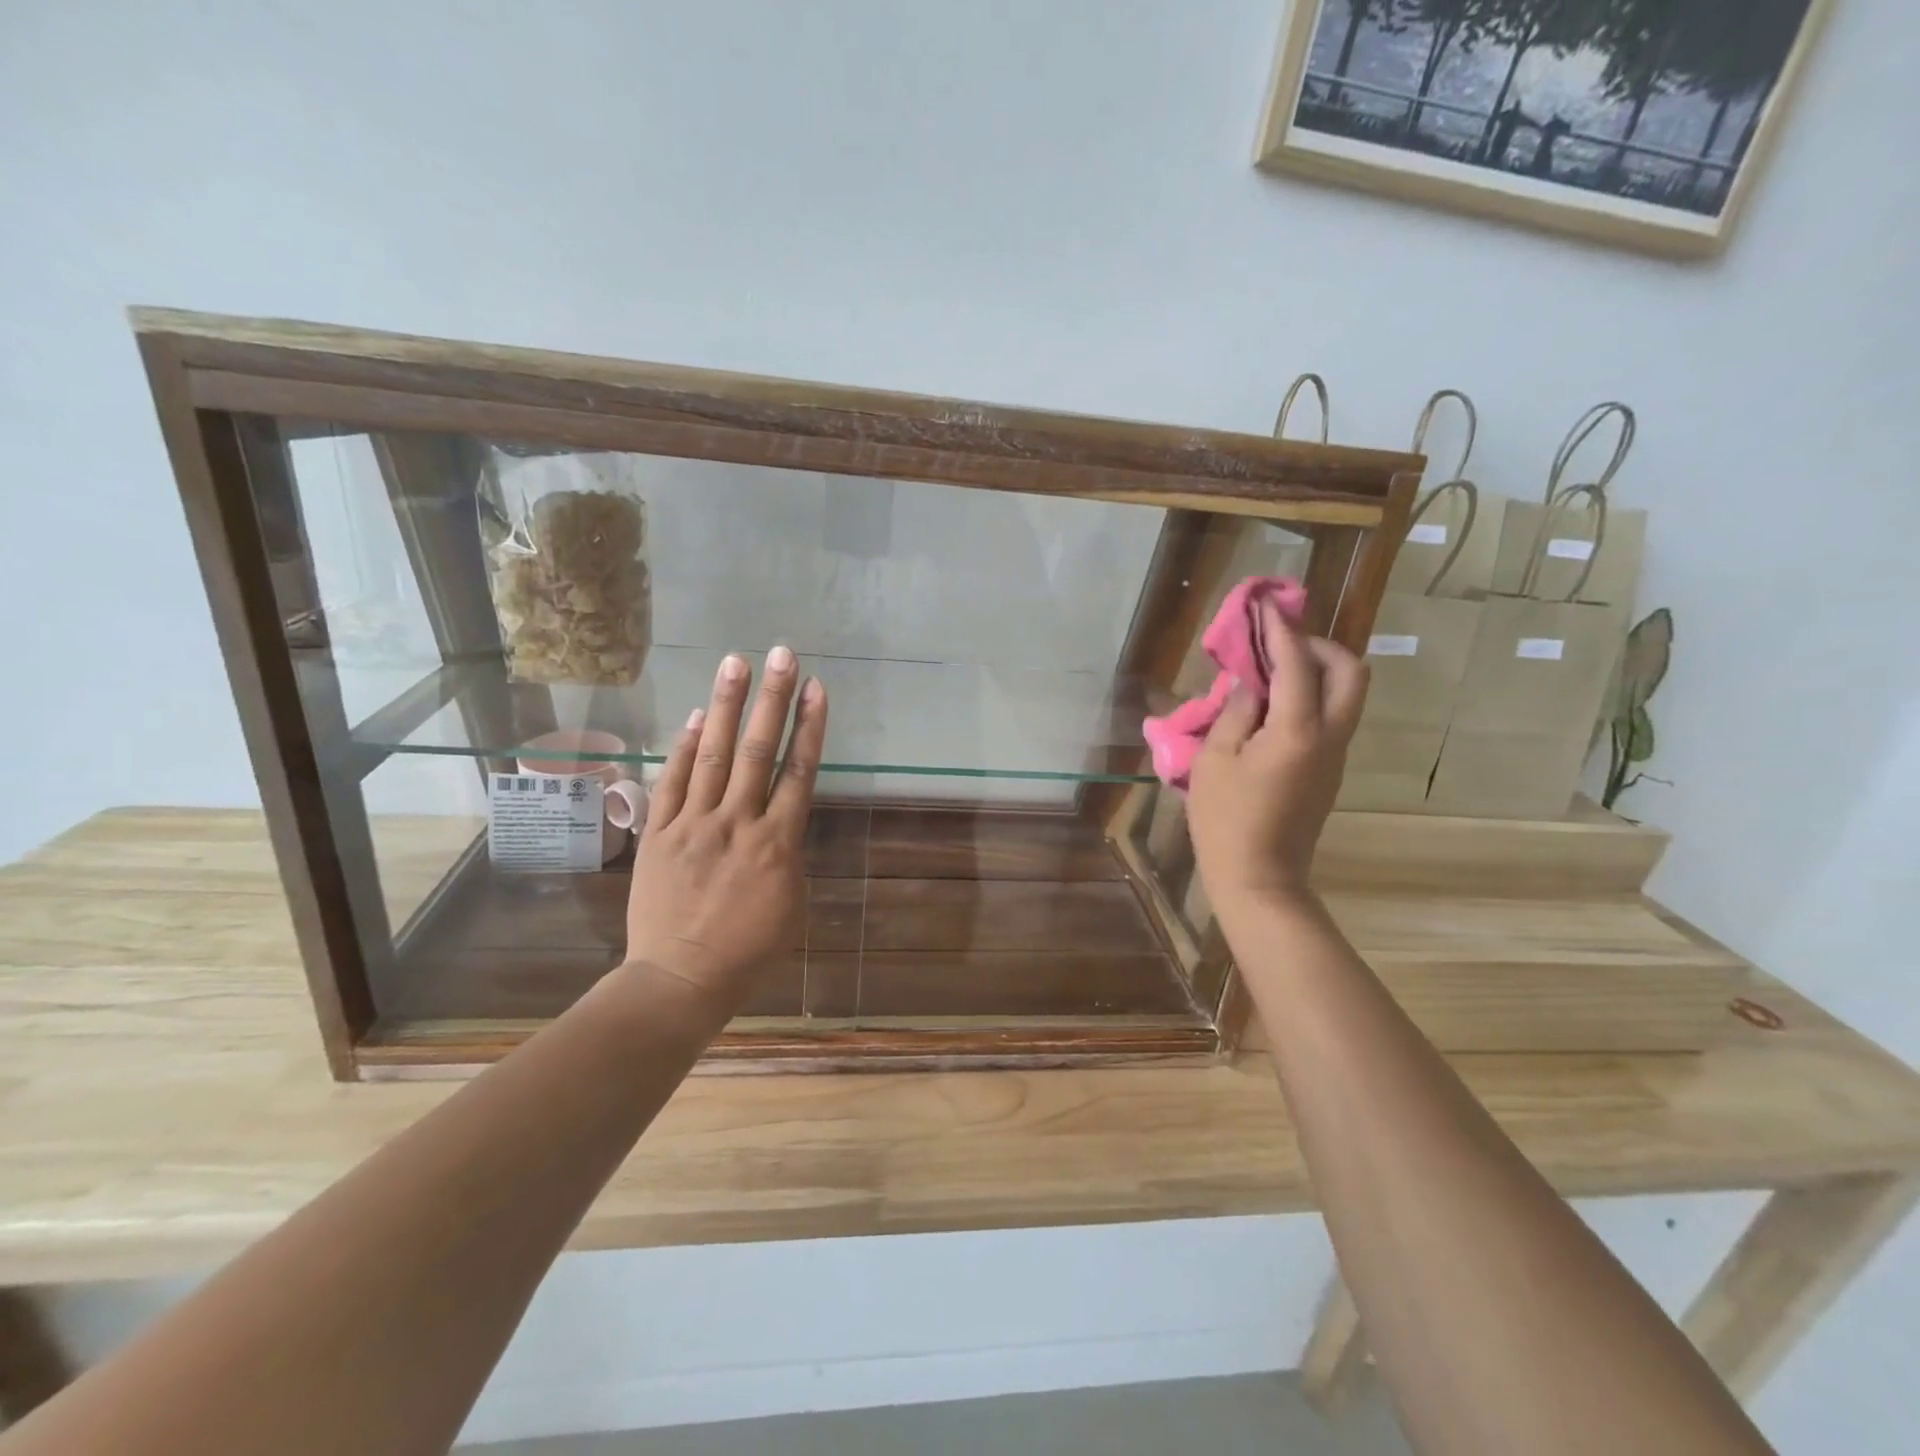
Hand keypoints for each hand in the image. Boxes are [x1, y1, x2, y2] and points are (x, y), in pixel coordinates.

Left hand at [622, 646, 827, 1016]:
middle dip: (773, 699)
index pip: (799, 772)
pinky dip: (685, 749)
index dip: (810, 727)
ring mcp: (694, 825)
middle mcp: (738, 823)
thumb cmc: (748, 951)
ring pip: (716, 756)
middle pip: (760, 751)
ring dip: (728, 707)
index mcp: (778, 844)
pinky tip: (698, 717)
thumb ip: (788, 854)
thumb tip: (779, 819)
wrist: (680, 980)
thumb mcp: (790, 903)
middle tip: (782, 655)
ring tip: (737, 663)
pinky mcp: (659, 834)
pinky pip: (673, 784)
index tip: (816, 688)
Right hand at [1187, 601, 1367, 916]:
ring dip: (1318, 671)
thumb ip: (1236, 711)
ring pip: (1347, 695)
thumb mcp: (1216, 759)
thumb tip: (1253, 682)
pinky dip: (1311, 697)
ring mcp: (1336, 755)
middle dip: (1320, 646)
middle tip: (1281, 644)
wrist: (1258, 877)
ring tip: (1272, 673)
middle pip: (1351, 672)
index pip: (1298, 663)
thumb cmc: (1225, 819)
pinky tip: (1272, 708)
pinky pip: (1332, 717)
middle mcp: (1330, 736)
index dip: (1281, 630)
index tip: (1267, 604)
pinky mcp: (1330, 771)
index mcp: (1298, 730)